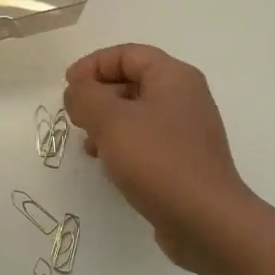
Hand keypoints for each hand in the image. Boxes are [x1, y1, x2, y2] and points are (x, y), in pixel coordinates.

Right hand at [63, 44, 255, 274]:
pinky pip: (147, 138)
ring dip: (107, 121)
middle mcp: (185, 96)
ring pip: (137, 112)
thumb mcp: (111, 121)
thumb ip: (85, 97)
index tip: (68, 87)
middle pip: (133, 80)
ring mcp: (187, 130)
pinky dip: (123, 143)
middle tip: (75, 116)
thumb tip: (77, 91)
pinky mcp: (184, 159)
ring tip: (88, 144)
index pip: (127, 54)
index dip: (93, 65)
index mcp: (173, 77)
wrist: (206, 220)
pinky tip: (108, 164)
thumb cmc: (157, 161)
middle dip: (98, 94)